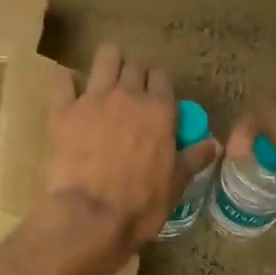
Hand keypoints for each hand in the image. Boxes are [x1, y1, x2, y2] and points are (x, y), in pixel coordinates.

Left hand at [42, 43, 218, 274]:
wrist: (91, 217)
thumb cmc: (140, 205)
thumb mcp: (175, 185)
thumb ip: (193, 159)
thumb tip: (215, 144)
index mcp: (160, 111)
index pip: (162, 78)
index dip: (157, 87)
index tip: (154, 100)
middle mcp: (128, 95)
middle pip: (134, 66)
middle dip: (132, 75)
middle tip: (128, 95)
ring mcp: (93, 98)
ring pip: (104, 57)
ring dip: (106, 64)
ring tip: (102, 80)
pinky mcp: (62, 110)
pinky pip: (61, 79)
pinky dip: (65, 81)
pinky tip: (67, 91)